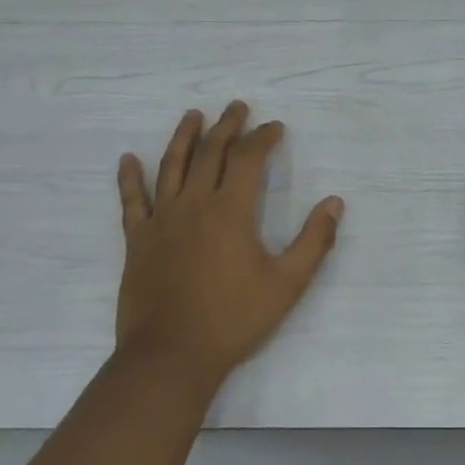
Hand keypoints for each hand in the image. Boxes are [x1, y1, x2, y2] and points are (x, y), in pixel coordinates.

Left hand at [115, 102, 343, 390]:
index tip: (274, 127)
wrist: (171, 357)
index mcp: (231, 210)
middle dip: (227, 126)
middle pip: (210, 152)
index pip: (248, 158)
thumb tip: (335, 203)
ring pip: (171, 166)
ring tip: (193, 115)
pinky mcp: (137, 240)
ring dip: (184, 137)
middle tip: (237, 107)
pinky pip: (131, 201)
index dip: (263, 138)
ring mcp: (161, 220)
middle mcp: (194, 204)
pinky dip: (129, 178)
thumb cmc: (233, 319)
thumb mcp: (287, 284)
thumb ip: (314, 241)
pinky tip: (128, 159)